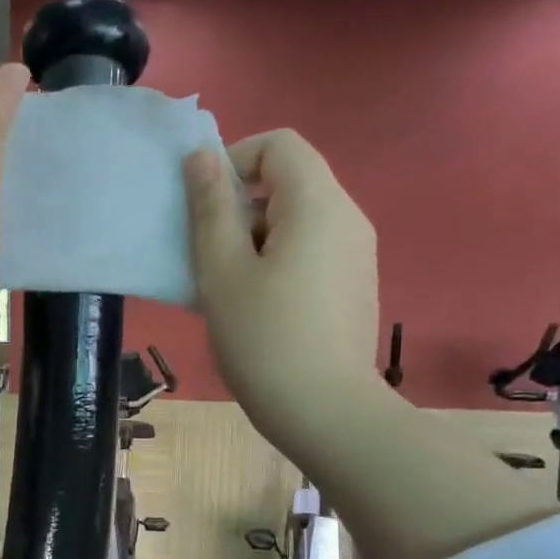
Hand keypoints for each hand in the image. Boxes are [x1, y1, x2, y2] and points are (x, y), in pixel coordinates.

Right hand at [183, 131, 384, 465]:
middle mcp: (347, 217)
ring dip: (255, 239)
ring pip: (298, 222)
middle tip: (207, 256)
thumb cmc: (264, 340)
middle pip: (290, 182)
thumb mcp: (223, 273)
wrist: (326, 413)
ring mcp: (356, 255)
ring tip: (227, 289)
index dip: (233, 161)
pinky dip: (279, 262)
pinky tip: (258, 309)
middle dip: (240, 207)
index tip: (202, 207)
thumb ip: (211, 210)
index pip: (278, 145)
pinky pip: (312, 253)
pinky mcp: (355, 287)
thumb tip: (203, 157)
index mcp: (317, 203)